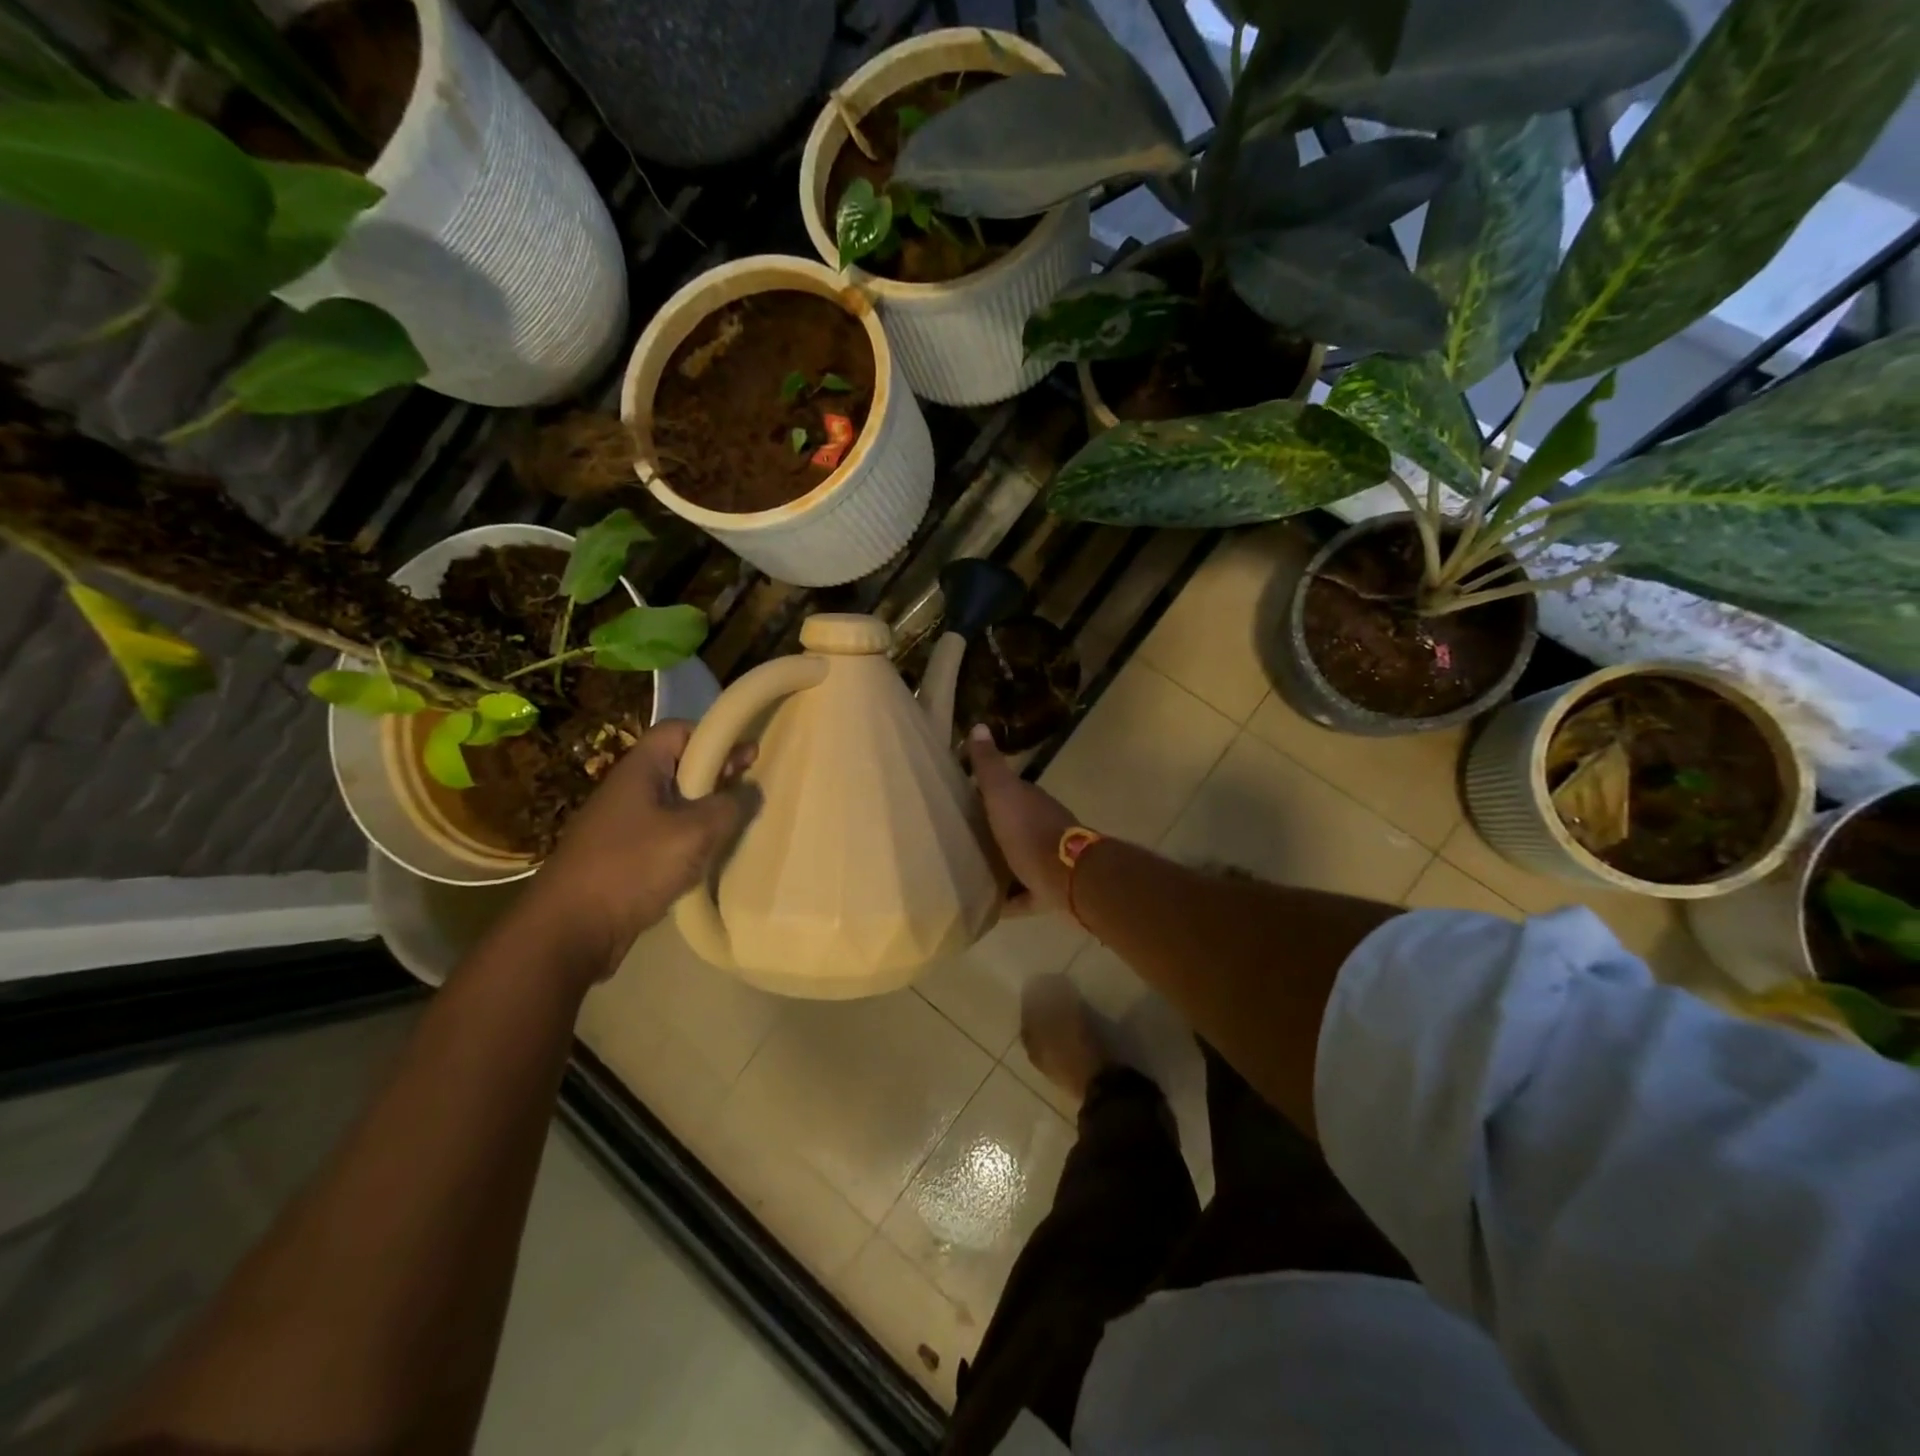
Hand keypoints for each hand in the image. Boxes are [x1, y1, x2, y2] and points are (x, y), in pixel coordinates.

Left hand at [514, 720, 756, 984]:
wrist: (571, 929)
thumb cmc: (633, 867)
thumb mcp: (695, 833)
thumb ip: (730, 806)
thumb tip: (751, 791)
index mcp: (640, 769)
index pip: (678, 730)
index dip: (714, 736)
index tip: (748, 756)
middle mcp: (629, 789)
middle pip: (679, 766)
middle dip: (717, 775)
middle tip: (750, 791)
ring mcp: (623, 824)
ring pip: (675, 803)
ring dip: (706, 811)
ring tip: (736, 825)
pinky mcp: (624, 856)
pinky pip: (665, 834)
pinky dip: (690, 840)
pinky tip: (709, 857)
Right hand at [967, 724, 1077, 913]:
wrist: (1066, 875)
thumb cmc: (1029, 830)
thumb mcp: (1002, 793)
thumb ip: (989, 765)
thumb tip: (979, 725)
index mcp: (1030, 802)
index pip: (1007, 792)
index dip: (986, 793)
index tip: (960, 800)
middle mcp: (1042, 828)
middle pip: (1013, 827)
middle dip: (991, 831)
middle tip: (958, 839)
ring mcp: (1047, 861)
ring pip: (1019, 860)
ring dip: (1000, 865)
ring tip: (968, 872)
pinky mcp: (1047, 891)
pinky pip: (1023, 896)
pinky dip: (1009, 899)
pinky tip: (986, 906)